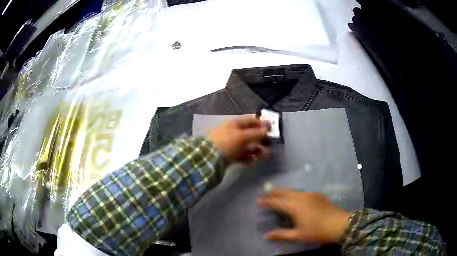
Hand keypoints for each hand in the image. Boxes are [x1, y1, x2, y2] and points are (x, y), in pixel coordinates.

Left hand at [208, 116, 269, 163]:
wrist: (208, 158)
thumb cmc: (226, 142)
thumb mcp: (241, 136)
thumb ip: (255, 133)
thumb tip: (266, 129)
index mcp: (235, 124)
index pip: (250, 120)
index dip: (261, 122)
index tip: (272, 127)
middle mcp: (234, 133)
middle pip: (251, 134)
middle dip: (261, 139)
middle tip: (270, 144)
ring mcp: (232, 145)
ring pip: (248, 146)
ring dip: (257, 150)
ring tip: (266, 155)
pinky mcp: (230, 156)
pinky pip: (242, 155)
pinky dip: (248, 158)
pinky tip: (253, 161)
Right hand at [257, 188, 350, 243]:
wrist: (339, 224)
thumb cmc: (317, 231)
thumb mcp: (298, 235)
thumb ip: (281, 234)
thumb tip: (265, 236)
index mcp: (296, 206)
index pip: (277, 202)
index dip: (267, 201)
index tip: (257, 200)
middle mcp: (302, 197)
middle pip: (285, 192)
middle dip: (274, 192)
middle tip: (265, 192)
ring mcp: (311, 195)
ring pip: (293, 191)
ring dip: (283, 192)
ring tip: (276, 193)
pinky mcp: (317, 196)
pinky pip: (301, 192)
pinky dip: (293, 193)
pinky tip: (293, 197)